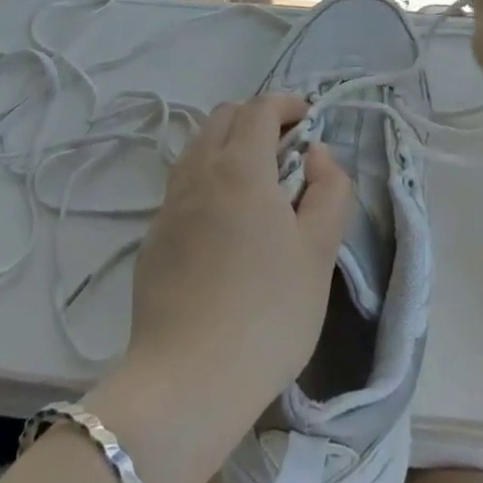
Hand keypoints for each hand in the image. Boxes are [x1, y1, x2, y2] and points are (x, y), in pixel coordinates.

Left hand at [122, 93, 353, 428]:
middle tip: (286, 151)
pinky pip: (182, 186)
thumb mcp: (318, 253)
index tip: (308, 118)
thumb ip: (329, 191)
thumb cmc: (268, 312)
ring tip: (257, 184)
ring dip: (227, 146)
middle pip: (222, 117)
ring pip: (197, 148)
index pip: (259, 108)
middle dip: (255, 119)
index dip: (286, 103)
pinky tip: (224, 225)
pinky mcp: (153, 236)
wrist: (189, 378)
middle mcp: (197, 172)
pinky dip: (207, 180)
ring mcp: (168, 204)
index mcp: (239, 167)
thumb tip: (317, 154)